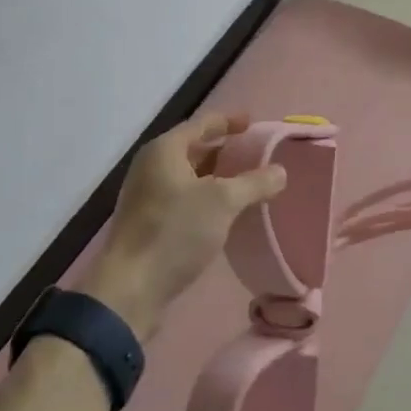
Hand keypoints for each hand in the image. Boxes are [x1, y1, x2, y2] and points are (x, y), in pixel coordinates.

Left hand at [81, 112, 285, 340]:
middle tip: (254, 155)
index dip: (228, 121)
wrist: (129, 290)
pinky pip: (182, 199)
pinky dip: (205, 198)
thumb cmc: (175, 232)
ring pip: (188, 176)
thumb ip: (254, 183)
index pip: (201, 124)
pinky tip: (224, 213)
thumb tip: (281, 171)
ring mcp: (146, 196)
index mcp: (164, 150)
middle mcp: (151, 166)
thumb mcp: (223, 202)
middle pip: (193, 149)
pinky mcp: (148, 223)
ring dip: (216, 177)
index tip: (252, 123)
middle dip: (224, 150)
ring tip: (245, 183)